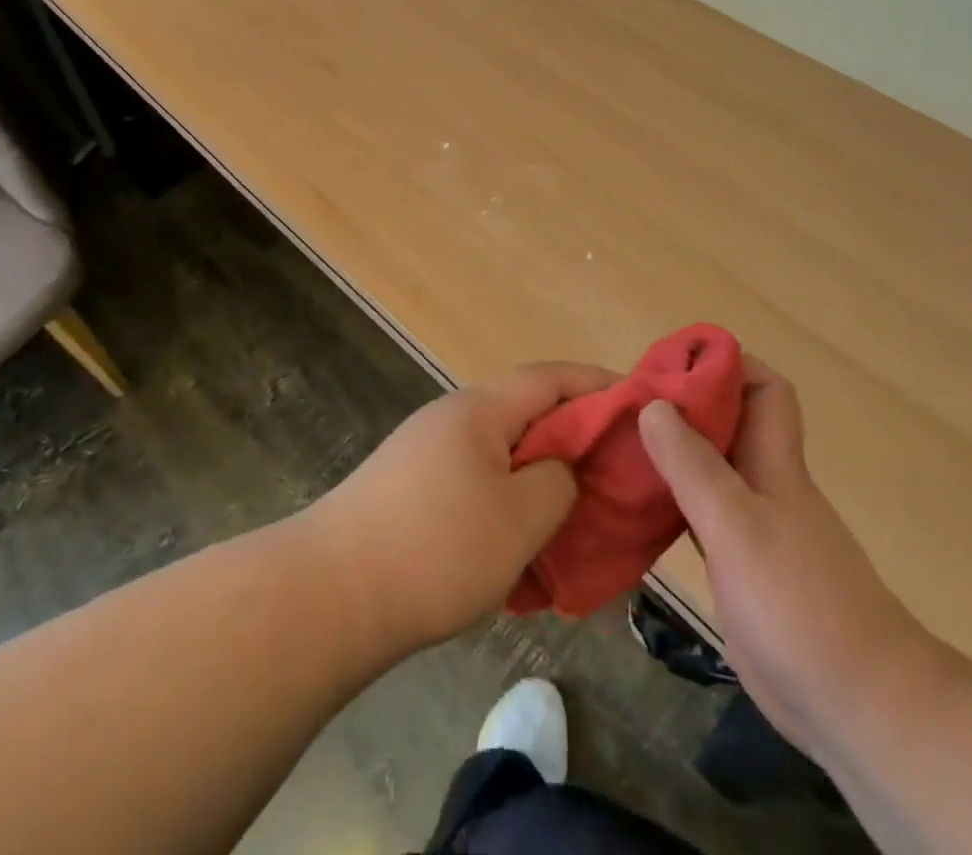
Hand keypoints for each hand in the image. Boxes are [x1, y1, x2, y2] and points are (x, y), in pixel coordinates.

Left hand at [305, 361, 617, 654]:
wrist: (330, 595)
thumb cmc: (437, 547)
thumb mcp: (521, 517)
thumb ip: (558, 481)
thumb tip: (559, 469)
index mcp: (481, 409)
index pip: (552, 377)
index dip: (599, 385)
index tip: (641, 404)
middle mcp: (453, 419)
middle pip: (528, 417)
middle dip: (573, 445)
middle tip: (613, 480)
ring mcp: (427, 455)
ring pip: (503, 459)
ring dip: (540, 486)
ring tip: (572, 526)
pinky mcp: (411, 492)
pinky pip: (476, 488)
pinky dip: (506, 510)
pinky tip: (519, 556)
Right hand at [637, 357, 935, 752]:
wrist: (859, 706)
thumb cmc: (800, 603)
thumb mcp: (737, 526)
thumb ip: (693, 465)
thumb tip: (652, 403)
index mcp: (774, 463)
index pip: (764, 388)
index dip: (727, 364)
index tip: (673, 362)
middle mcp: (764, 485)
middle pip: (727, 425)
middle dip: (681, 405)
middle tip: (625, 403)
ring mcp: (754, 528)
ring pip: (708, 469)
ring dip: (669, 453)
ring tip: (615, 445)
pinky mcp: (741, 567)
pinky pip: (700, 515)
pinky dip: (670, 501)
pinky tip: (634, 507)